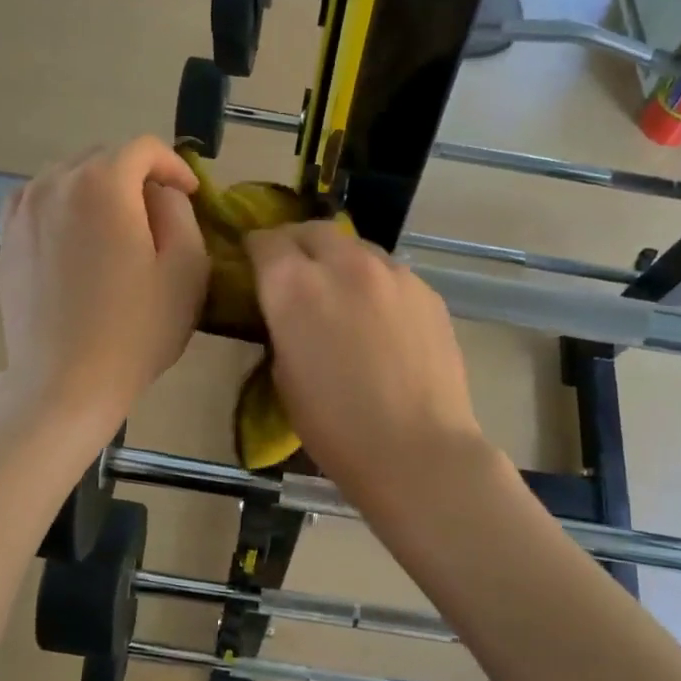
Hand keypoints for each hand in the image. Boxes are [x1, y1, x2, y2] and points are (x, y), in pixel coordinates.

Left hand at [0, 138, 210, 433]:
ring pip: (69, 177)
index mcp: (103, 184)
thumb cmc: (136, 329)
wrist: (65, 381)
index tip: (191, 196)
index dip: (174, 166)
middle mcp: (56, 182)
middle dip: (137, 177)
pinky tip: (78, 239)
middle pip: (104, 158)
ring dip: (100, 190)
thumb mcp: (186, 269)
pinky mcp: (6, 237)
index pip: (143, 148)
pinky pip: (41, 200)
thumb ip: (180, 212)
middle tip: (158, 217)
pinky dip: (65, 206)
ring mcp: (23, 209)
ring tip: (118, 229)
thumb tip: (160, 193)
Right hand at [246, 221, 484, 508]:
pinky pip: (390, 273)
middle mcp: (343, 264)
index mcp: (294, 286)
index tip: (254, 266)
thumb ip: (283, 328)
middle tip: (295, 274)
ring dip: (339, 261)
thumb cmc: (336, 428)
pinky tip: (379, 319)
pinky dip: (374, 284)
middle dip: (297, 245)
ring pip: (356, 248)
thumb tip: (290, 312)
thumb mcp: (284, 378)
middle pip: (313, 231)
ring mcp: (392, 273)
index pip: (265, 241)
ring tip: (341, 295)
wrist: (417, 449)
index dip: (255, 251)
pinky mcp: (426, 291)